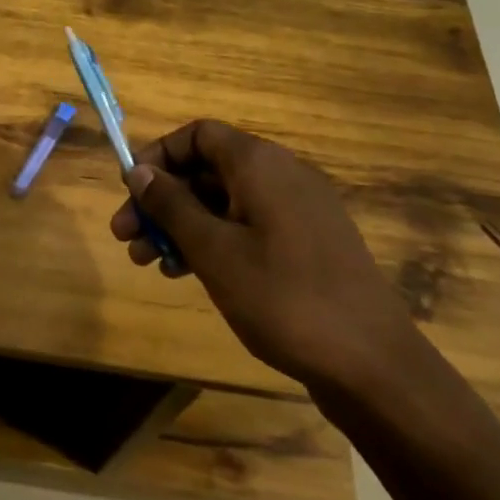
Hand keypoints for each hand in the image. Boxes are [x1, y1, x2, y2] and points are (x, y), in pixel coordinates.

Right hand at [110, 120, 433, 403]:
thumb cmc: (284, 298)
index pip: (198, 135)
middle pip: (208, 170)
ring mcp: (298, 210)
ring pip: (225, 202)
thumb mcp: (214, 251)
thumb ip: (172, 206)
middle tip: (126, 238)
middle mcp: (282, 175)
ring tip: (150, 263)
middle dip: (162, 200)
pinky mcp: (307, 243)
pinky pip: (248, 226)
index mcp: (260, 165)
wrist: (372, 364)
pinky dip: (214, 241)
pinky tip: (188, 273)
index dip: (158, 156)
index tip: (130, 191)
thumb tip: (139, 172)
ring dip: (183, 225)